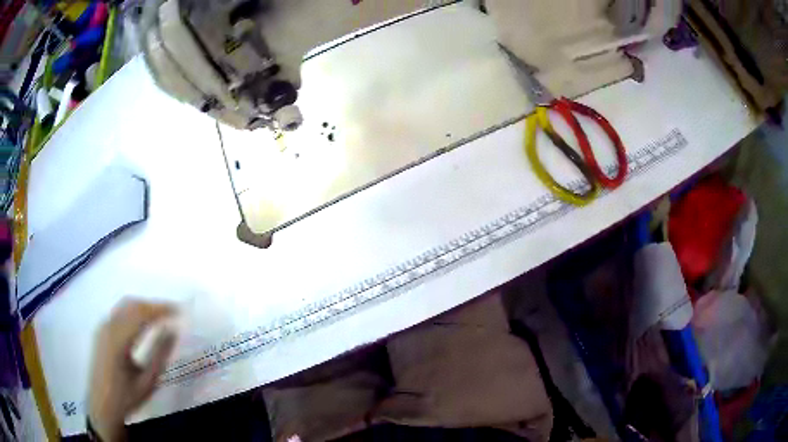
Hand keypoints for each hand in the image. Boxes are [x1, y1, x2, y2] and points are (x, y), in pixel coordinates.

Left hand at [88, 299, 175, 440]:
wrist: (102, 406)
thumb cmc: (126, 397)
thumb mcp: (147, 381)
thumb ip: (159, 354)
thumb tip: (172, 330)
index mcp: (118, 340)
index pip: (141, 314)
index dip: (160, 309)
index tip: (179, 311)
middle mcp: (108, 327)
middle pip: (132, 305)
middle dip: (153, 306)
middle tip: (173, 314)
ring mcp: (102, 327)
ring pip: (125, 307)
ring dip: (144, 308)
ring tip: (161, 317)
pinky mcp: (101, 331)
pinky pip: (119, 313)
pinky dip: (134, 313)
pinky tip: (143, 324)